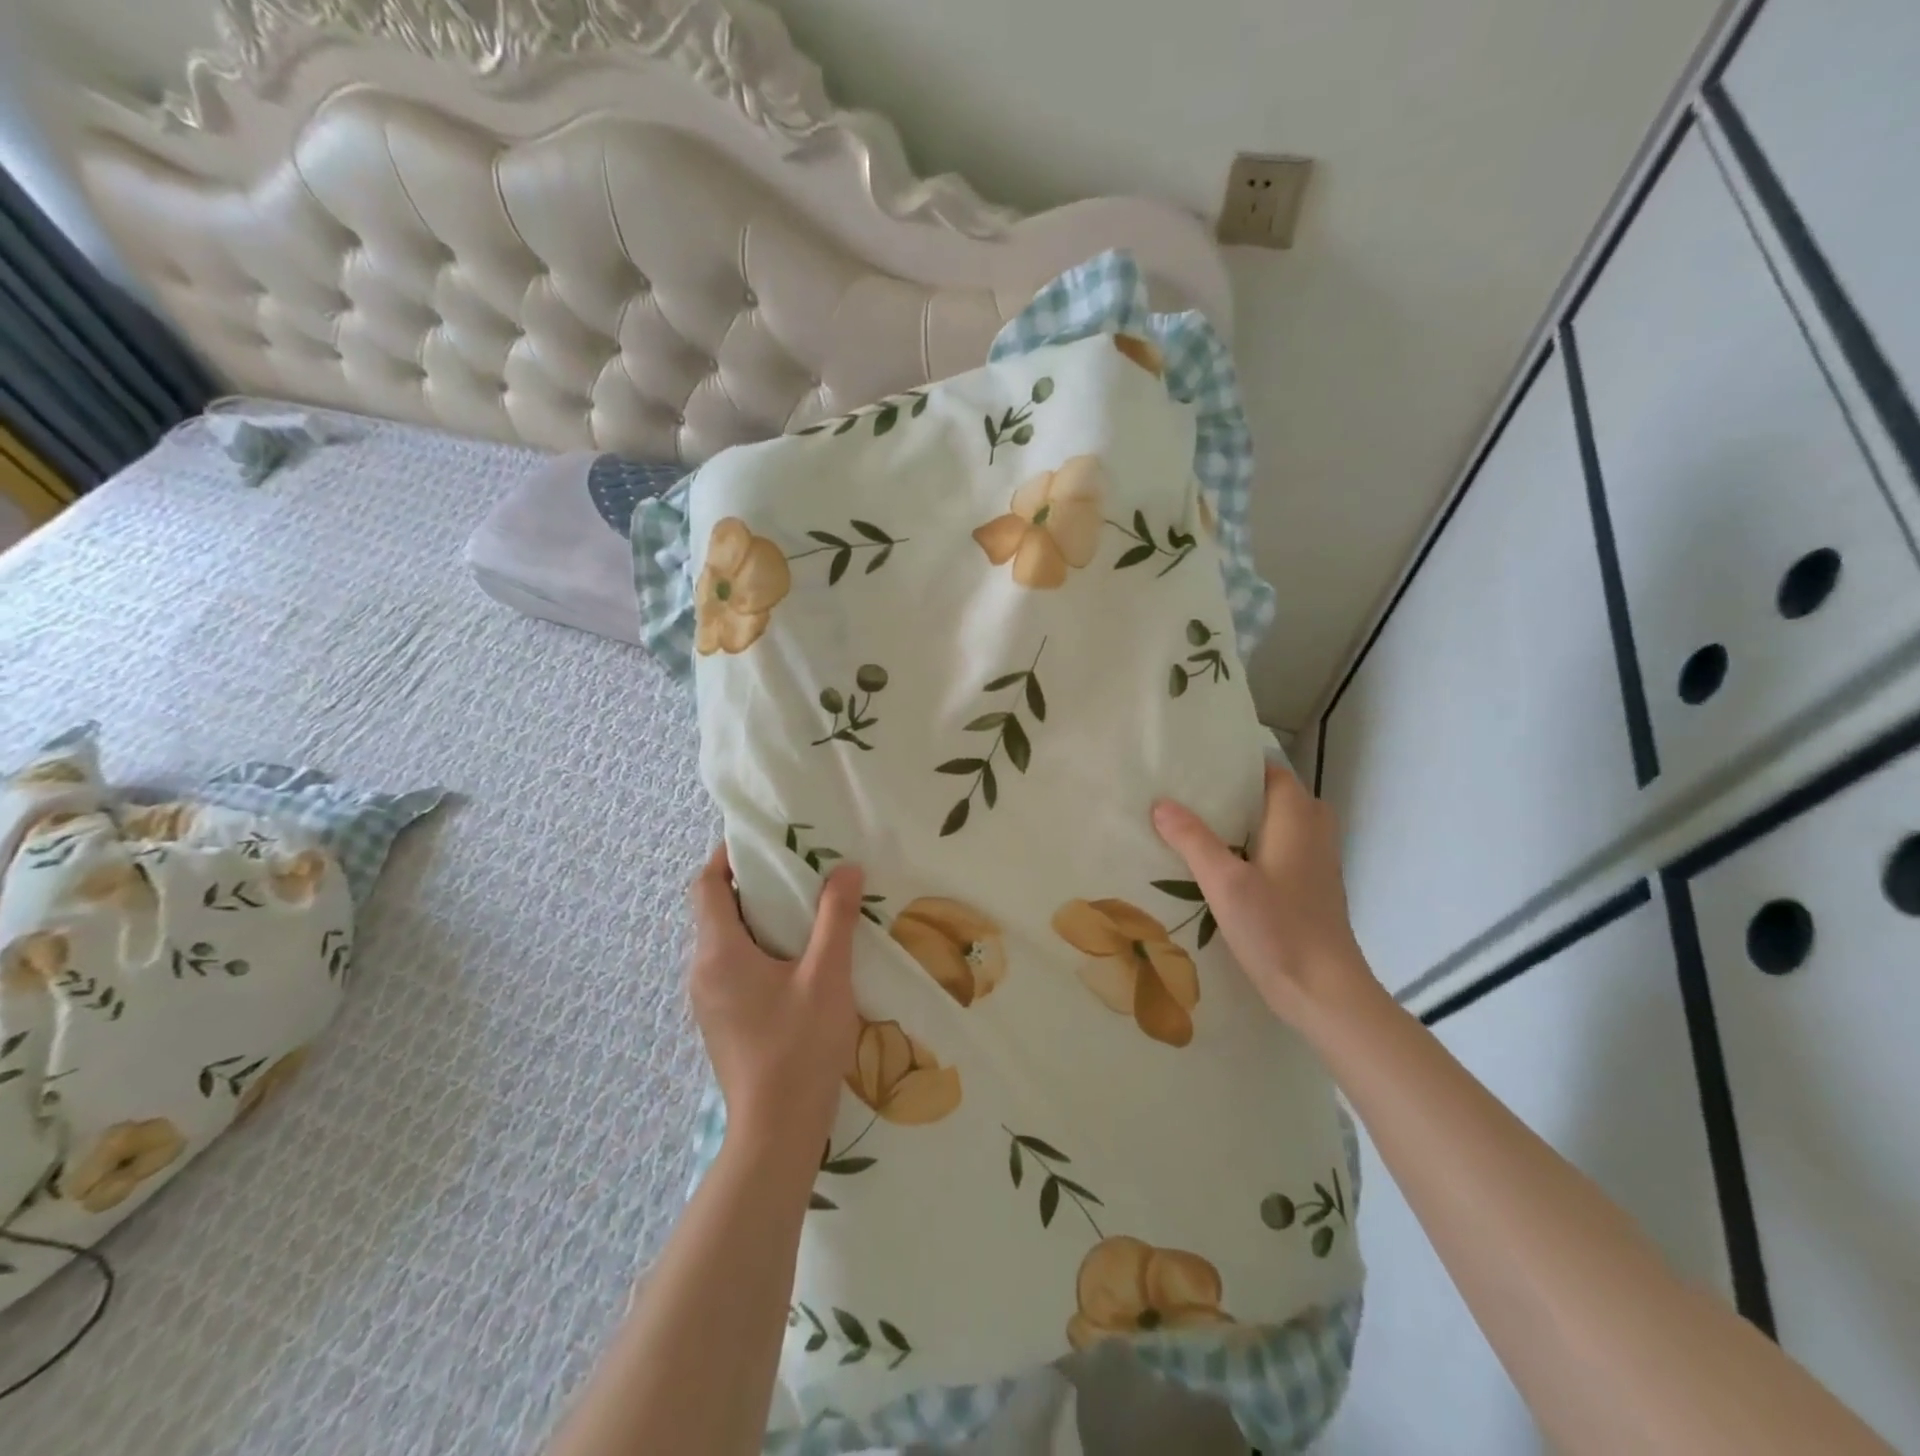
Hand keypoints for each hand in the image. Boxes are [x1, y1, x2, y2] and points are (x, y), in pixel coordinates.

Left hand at [687, 843, 863, 1146]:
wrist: (776, 1131)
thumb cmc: (799, 1048)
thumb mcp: (827, 976)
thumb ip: (836, 918)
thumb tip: (846, 869)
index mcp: (718, 953)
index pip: (705, 885)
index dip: (727, 856)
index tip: (763, 840)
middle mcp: (702, 971)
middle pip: (715, 909)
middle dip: (751, 883)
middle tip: (797, 869)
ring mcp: (708, 999)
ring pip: (724, 939)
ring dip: (757, 917)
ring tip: (803, 907)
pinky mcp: (721, 1019)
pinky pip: (731, 965)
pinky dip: (757, 946)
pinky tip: (796, 956)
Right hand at [1152, 764, 1376, 1026]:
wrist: (1325, 993)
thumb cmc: (1278, 930)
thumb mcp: (1225, 883)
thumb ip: (1192, 839)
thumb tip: (1161, 803)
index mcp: (1297, 818)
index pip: (1270, 770)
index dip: (1235, 764)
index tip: (1195, 764)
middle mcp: (1314, 831)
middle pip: (1274, 796)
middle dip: (1236, 792)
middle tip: (1190, 795)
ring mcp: (1317, 861)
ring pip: (1278, 824)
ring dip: (1245, 821)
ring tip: (1199, 825)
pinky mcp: (1312, 888)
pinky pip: (1281, 849)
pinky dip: (1254, 845)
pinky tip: (1224, 864)